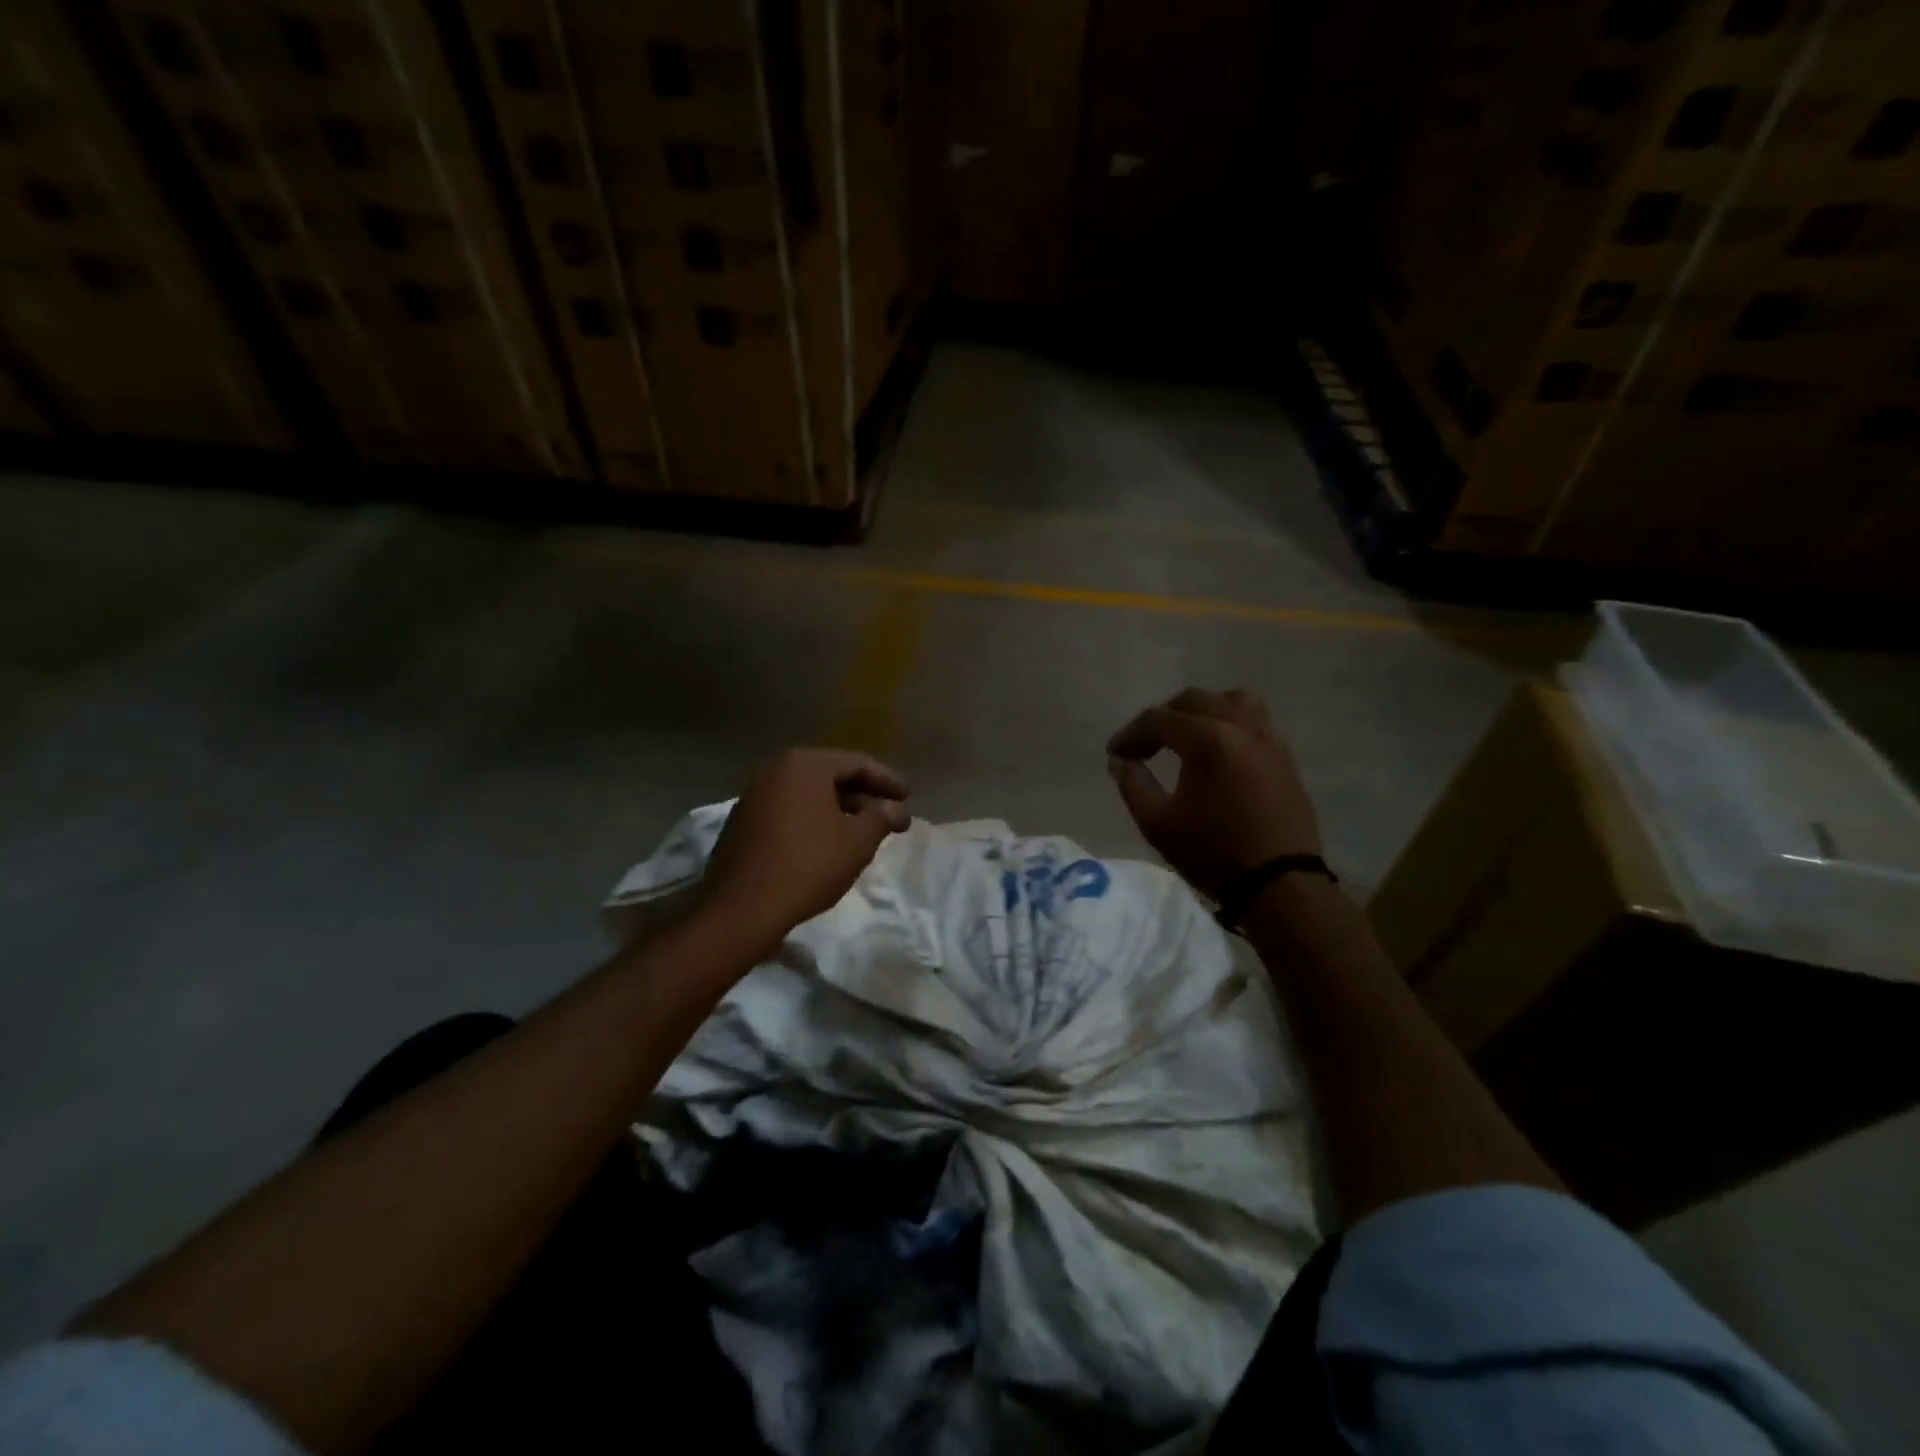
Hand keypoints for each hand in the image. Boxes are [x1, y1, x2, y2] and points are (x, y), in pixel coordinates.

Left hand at [697, 748, 911, 954]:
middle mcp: (775, 770)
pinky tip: (828, 842)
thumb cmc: (807, 865)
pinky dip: (813, 820)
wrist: (741, 909)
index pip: (856, 763)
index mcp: (804, 765)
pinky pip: (789, 811)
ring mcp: (754, 796)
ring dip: (839, 809)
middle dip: (864, 795)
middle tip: (890, 813)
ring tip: (864, 829)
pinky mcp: (742, 822)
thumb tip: (895, 808)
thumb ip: (881, 817)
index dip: (887, 780)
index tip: (909, 796)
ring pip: (808, 794)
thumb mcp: (857, 842)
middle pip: (830, 775)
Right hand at [1106, 688, 1321, 900]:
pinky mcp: (1283, 756)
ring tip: (1184, 737)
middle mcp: (1240, 727)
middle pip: (1193, 700)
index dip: (1130, 734)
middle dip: (1162, 717)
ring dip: (1201, 711)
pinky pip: (1254, 719)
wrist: (1280, 884)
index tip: (1114, 754)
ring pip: (1230, 700)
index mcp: (1208, 740)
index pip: (1158, 719)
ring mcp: (1268, 739)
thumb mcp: (1157, 823)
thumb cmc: (1213, 853)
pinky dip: (1228, 722)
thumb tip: (1121, 760)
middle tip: (1143, 746)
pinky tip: (1217, 751)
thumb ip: (1132, 784)